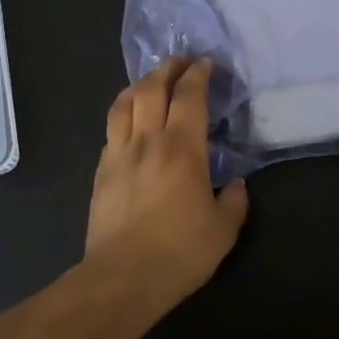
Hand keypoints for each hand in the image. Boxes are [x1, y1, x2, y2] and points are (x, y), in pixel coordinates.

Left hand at [86, 58, 248, 298]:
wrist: (122, 278)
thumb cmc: (180, 252)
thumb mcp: (223, 230)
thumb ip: (234, 201)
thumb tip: (237, 184)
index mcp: (182, 149)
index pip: (189, 96)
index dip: (198, 74)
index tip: (206, 63)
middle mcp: (148, 141)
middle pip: (151, 89)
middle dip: (167, 68)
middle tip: (180, 61)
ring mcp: (119, 154)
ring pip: (124, 104)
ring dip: (139, 85)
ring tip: (151, 81)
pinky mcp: (101, 172)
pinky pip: (111, 130)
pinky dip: (124, 114)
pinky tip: (130, 122)